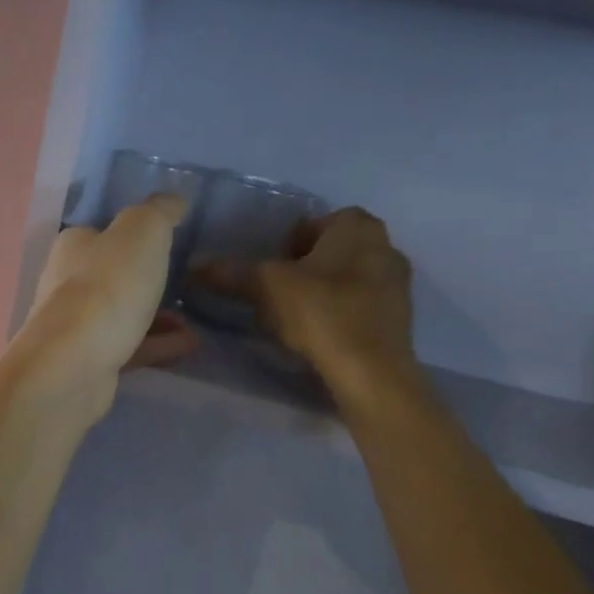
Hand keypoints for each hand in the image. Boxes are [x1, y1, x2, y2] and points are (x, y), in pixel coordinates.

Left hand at [2, 196, 198, 420]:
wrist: (73, 366)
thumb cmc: (107, 289)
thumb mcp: (142, 233)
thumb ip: (159, 212)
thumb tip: (173, 200)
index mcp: (73, 246)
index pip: (103, 232)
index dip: (134, 235)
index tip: (169, 242)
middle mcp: (66, 283)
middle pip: (111, 275)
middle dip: (147, 279)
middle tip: (186, 282)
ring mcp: (75, 326)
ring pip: (122, 313)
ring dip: (157, 314)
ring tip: (193, 318)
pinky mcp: (87, 362)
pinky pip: (129, 346)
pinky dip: (157, 343)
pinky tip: (189, 344)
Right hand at [194, 206, 418, 415]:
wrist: (371, 372)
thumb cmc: (320, 313)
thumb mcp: (265, 287)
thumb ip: (230, 273)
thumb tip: (193, 267)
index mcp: (357, 226)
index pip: (317, 222)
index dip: (290, 242)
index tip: (273, 268)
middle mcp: (385, 245)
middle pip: (333, 249)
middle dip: (307, 266)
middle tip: (279, 291)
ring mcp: (398, 283)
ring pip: (348, 277)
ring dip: (324, 291)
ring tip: (296, 317)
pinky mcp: (400, 318)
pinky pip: (361, 305)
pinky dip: (341, 313)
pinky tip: (321, 335)